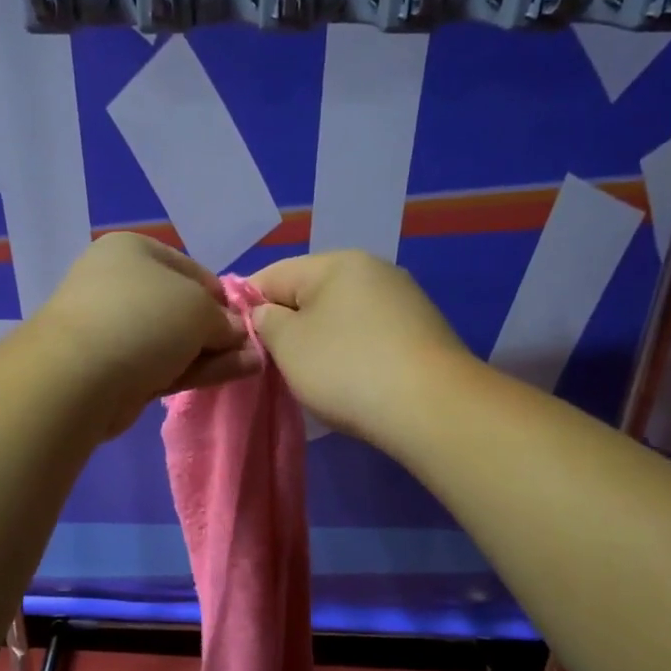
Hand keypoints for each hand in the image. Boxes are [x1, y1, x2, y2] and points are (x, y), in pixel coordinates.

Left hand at [33, 233, 260, 437]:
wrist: (79, 376)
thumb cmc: (143, 318)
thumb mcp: (199, 308)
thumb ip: (224, 320)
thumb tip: (236, 333)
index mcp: (133, 251)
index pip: (192, 269)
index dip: (222, 295)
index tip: (246, 318)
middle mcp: (120, 284)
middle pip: (182, 307)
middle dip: (218, 328)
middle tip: (251, 348)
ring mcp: (114, 330)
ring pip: (175, 340)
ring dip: (213, 352)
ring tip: (253, 364)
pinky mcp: (115, 370)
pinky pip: (164, 365)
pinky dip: (196, 369)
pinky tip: (233, 374)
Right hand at [250, 251, 474, 443]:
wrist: (432, 407)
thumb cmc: (347, 368)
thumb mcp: (288, 344)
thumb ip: (265, 321)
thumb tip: (266, 313)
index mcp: (336, 262)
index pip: (272, 275)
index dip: (246, 306)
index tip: (237, 342)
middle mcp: (373, 270)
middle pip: (309, 293)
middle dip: (286, 325)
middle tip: (272, 364)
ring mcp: (402, 300)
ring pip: (339, 316)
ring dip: (319, 341)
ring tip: (310, 377)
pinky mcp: (421, 332)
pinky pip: (368, 335)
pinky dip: (350, 353)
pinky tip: (349, 381)